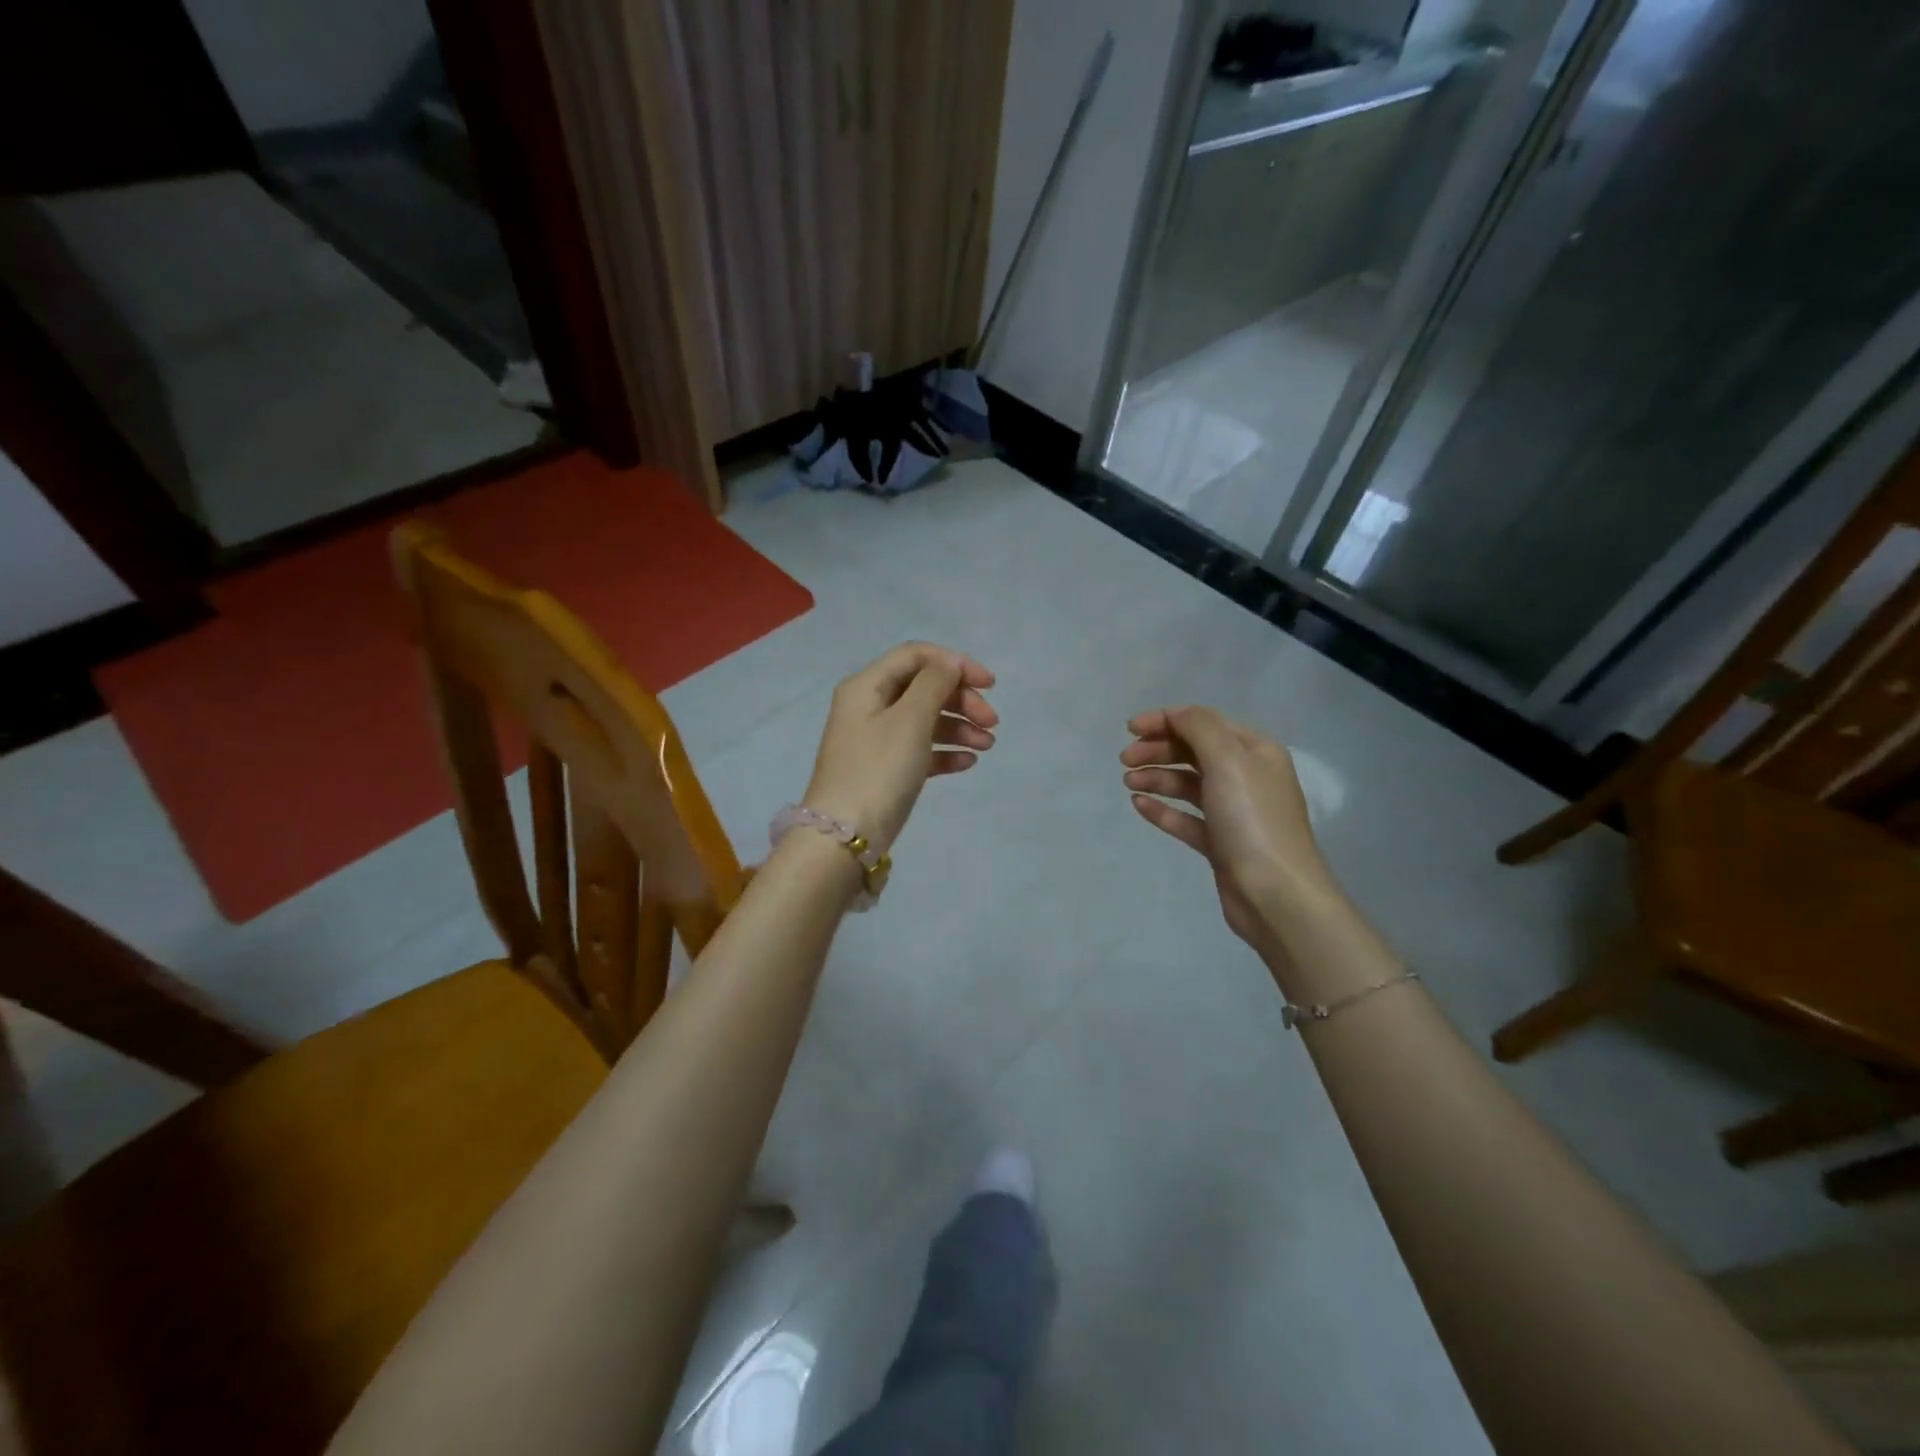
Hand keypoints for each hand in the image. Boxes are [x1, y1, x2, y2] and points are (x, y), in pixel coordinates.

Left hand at [805, 643, 996, 851]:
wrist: (844, 838)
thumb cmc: (879, 770)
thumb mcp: (910, 720)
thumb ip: (934, 684)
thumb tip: (949, 665)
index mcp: (867, 686)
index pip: (916, 656)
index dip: (955, 663)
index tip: (990, 684)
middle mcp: (868, 707)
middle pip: (923, 688)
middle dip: (961, 699)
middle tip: (992, 723)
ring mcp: (875, 741)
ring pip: (924, 720)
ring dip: (959, 726)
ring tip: (987, 746)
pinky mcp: (884, 770)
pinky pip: (919, 750)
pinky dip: (944, 751)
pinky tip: (967, 763)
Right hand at [1120, 706, 1335, 963]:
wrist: (1275, 895)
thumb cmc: (1252, 820)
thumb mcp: (1228, 760)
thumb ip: (1199, 728)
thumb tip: (1174, 714)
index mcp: (1255, 751)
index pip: (1205, 723)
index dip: (1166, 720)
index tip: (1129, 729)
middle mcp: (1246, 776)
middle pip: (1194, 751)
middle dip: (1158, 749)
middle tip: (1124, 759)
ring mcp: (1234, 812)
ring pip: (1188, 784)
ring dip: (1157, 777)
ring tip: (1128, 782)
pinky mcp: (1220, 843)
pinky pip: (1186, 818)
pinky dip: (1162, 809)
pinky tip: (1139, 805)